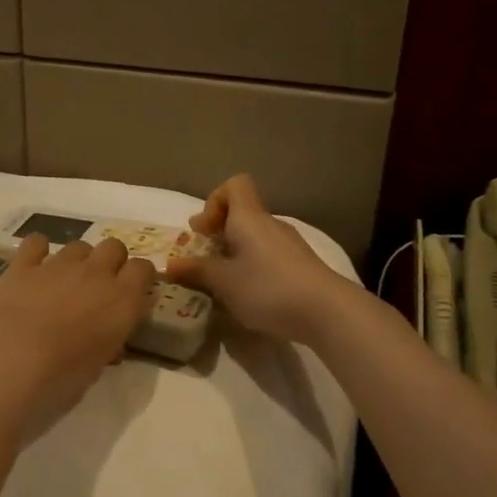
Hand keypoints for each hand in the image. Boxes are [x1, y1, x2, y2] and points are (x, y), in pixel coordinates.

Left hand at [0, 234, 155, 433]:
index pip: (144, 270)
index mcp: (122, 301)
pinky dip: (37, 251)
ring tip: (64, 283)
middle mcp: (96, 274)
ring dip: (77, 260)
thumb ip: (106, 344)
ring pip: (79, 245)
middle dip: (110, 262)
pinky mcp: (23, 265)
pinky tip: (33, 267)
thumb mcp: (95, 370)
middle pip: (114, 247)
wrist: (9, 362)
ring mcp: (59, 265)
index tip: (132, 295)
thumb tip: (107, 341)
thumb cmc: (59, 379)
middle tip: (98, 288)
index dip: (138, 279)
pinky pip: (36, 243)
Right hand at [163, 176, 352, 344]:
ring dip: (235, 252)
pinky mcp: (301, 266)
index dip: (214, 200)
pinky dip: (253, 267)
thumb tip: (169, 265)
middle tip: (205, 258)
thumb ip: (196, 271)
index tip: (204, 230)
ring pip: (255, 237)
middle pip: (242, 213)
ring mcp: (289, 245)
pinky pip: (269, 256)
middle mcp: (270, 224)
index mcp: (249, 218)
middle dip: (219, 232)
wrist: (327, 311)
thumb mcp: (224, 282)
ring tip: (224, 283)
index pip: (235, 184)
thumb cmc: (268, 288)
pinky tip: (250, 295)